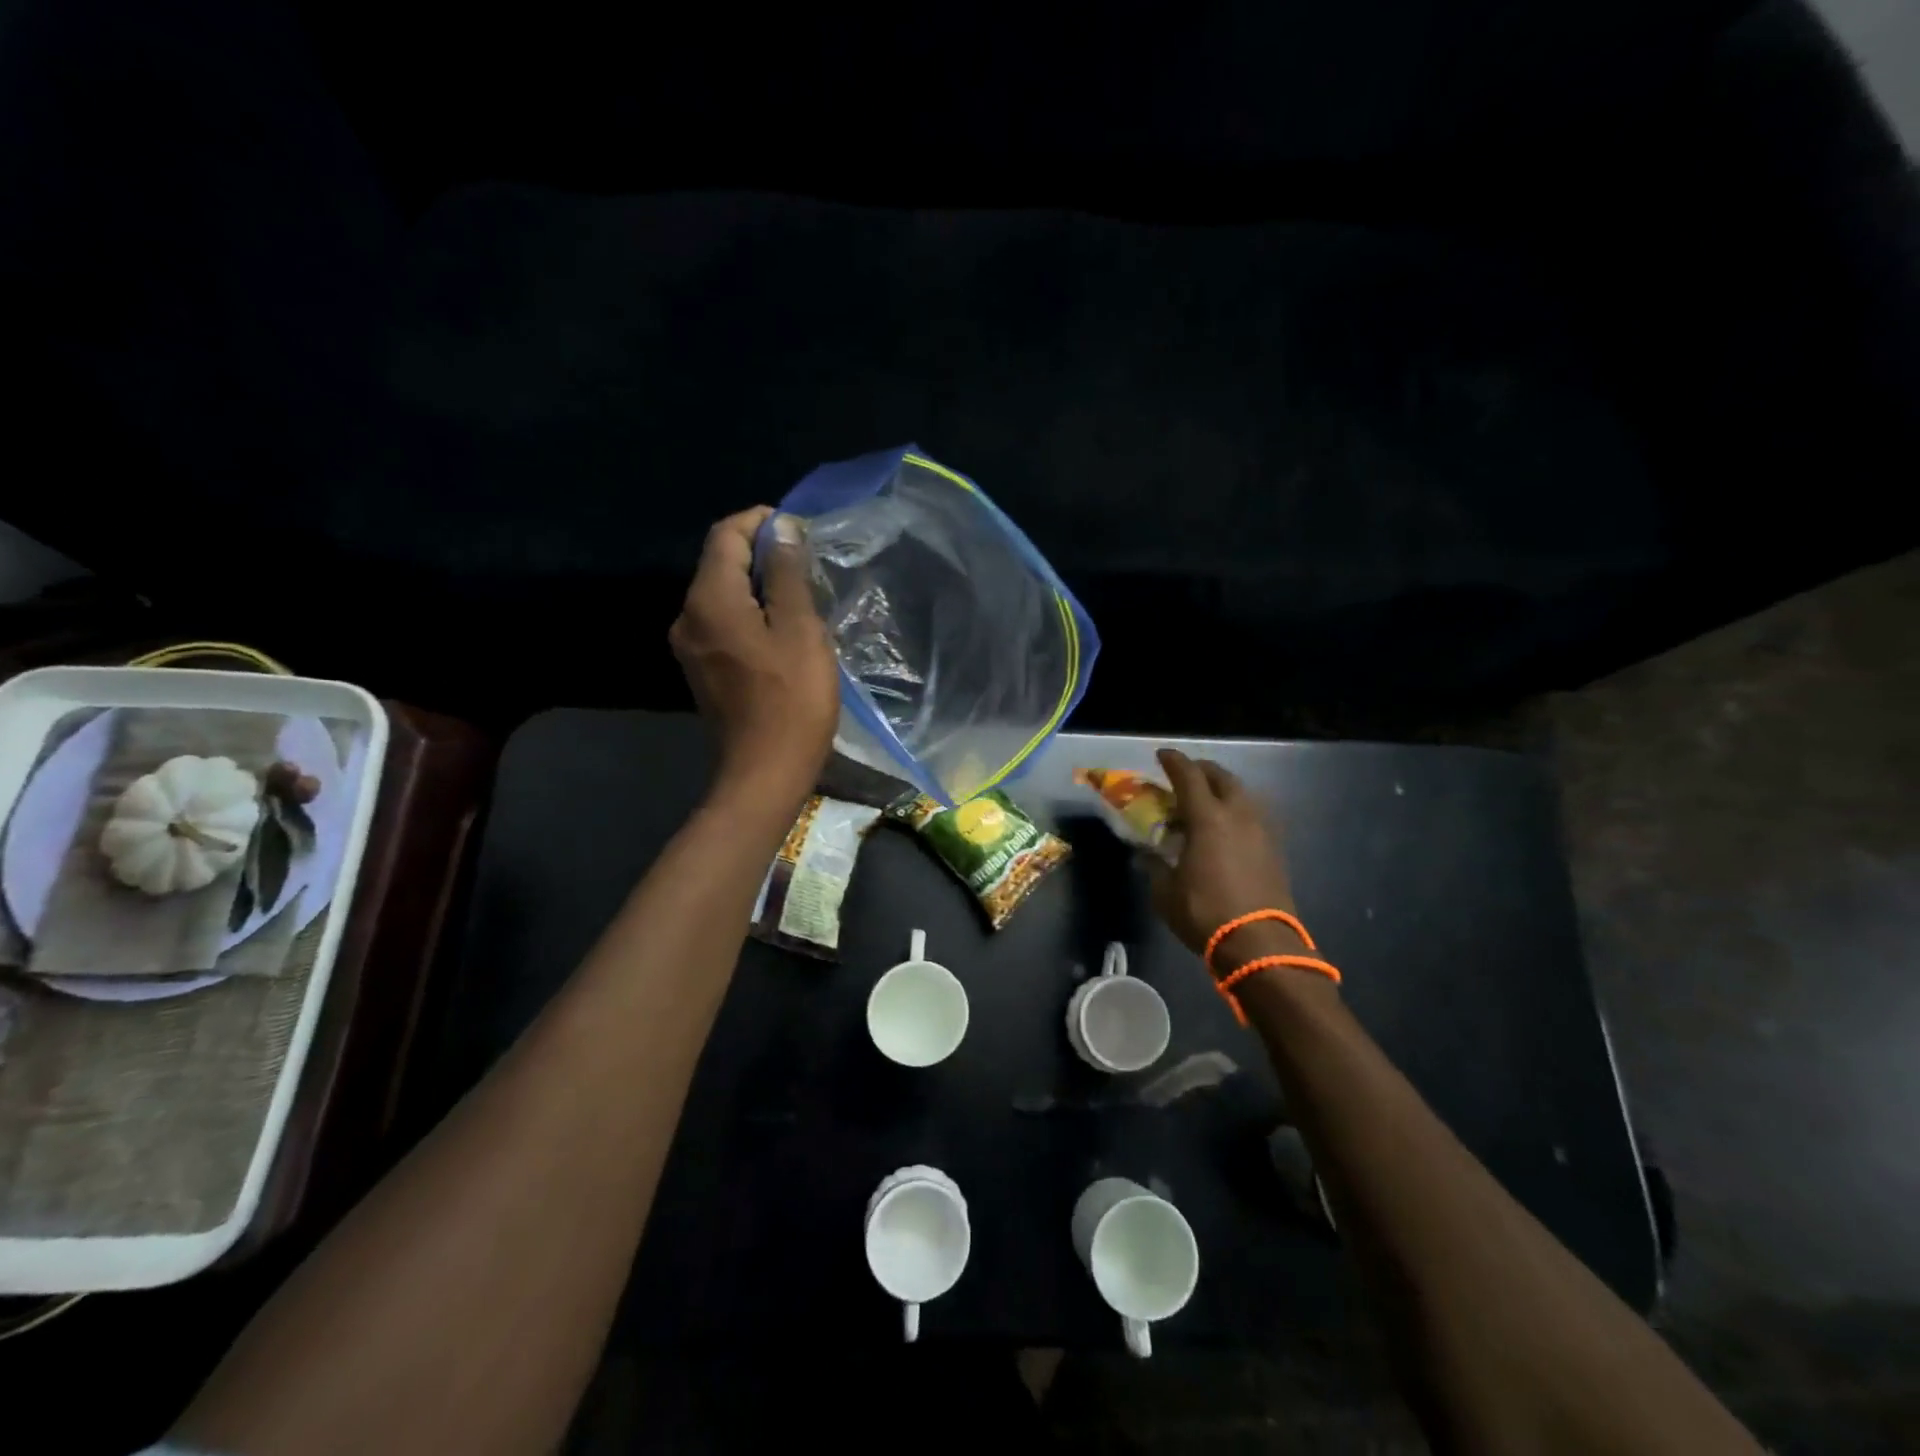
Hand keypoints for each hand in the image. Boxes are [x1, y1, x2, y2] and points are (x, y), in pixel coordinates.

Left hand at [669, 507, 838, 801]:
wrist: (764, 773)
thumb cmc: (791, 700)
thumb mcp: (799, 629)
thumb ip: (787, 573)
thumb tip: (781, 528)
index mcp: (709, 600)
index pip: (726, 535)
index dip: (761, 522)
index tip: (799, 530)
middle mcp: (688, 616)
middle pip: (720, 563)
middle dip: (761, 553)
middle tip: (807, 563)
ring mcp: (690, 646)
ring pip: (722, 594)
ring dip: (758, 585)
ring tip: (801, 595)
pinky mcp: (702, 670)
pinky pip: (723, 623)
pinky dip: (750, 613)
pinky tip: (781, 629)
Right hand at [1149, 748, 1301, 966]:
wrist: (1260, 943)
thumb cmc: (1205, 912)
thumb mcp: (1165, 891)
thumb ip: (1155, 865)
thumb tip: (1146, 854)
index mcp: (1208, 818)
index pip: (1188, 776)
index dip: (1173, 761)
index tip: (1161, 755)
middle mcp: (1238, 814)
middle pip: (1221, 777)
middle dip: (1201, 770)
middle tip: (1183, 776)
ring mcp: (1261, 830)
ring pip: (1241, 794)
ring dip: (1222, 789)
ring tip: (1205, 802)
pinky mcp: (1275, 848)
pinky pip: (1252, 814)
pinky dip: (1236, 810)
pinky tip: (1225, 827)